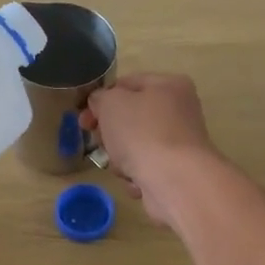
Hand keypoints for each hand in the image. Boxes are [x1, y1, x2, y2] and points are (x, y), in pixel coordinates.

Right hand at [82, 74, 221, 226]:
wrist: (174, 181)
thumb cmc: (142, 133)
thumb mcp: (110, 103)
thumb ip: (100, 98)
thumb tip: (100, 103)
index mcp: (170, 85)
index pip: (127, 84)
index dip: (102, 99)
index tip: (84, 118)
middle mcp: (180, 111)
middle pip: (131, 118)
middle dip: (110, 133)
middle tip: (98, 142)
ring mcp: (180, 143)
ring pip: (136, 146)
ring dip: (121, 157)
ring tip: (121, 166)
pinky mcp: (178, 171)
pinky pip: (146, 169)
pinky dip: (137, 175)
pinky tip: (136, 181)